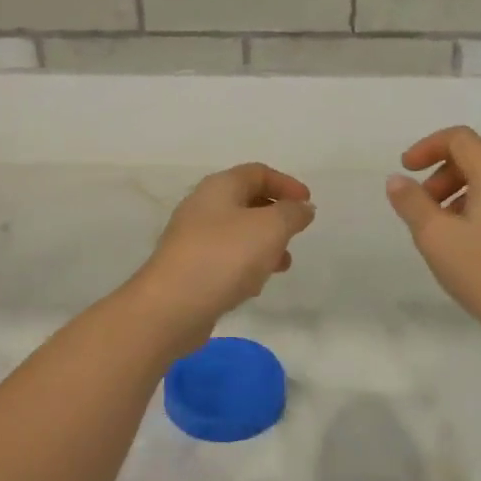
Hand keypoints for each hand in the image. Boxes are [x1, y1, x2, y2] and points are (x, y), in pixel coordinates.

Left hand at [130, 163, 315, 344]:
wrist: (171, 307)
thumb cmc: (224, 257)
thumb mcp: (270, 229)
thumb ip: (292, 214)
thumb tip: (302, 208)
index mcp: (219, 187)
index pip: (257, 172)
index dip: (286, 184)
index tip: (308, 204)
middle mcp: (202, 207)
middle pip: (246, 201)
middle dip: (276, 216)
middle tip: (296, 234)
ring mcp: (192, 239)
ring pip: (237, 233)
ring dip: (264, 244)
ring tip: (283, 264)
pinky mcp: (188, 269)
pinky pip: (224, 259)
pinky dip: (245, 266)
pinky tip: (255, 286)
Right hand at [386, 127, 480, 346]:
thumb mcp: (435, 237)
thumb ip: (412, 203)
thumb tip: (397, 180)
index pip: (460, 138)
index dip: (427, 147)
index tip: (406, 170)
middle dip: (447, 165)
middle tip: (426, 197)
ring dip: (463, 184)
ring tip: (442, 222)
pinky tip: (468, 236)